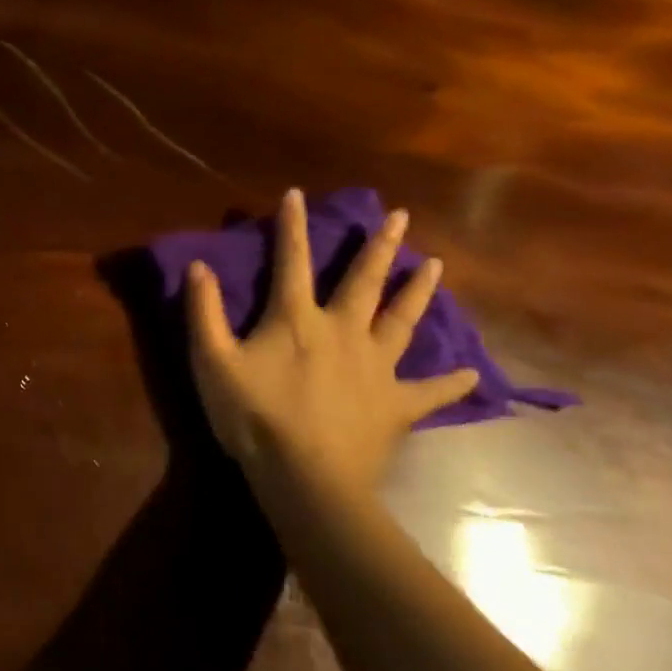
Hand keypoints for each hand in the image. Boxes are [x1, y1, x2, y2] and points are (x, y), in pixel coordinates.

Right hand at [184, 188, 478, 497]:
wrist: (305, 477)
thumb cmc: (253, 415)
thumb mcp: (212, 361)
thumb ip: (204, 311)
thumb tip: (198, 266)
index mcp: (297, 319)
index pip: (292, 261)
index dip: (292, 226)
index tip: (297, 194)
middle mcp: (343, 331)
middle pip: (364, 281)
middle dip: (380, 246)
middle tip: (400, 217)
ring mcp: (376, 368)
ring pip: (401, 321)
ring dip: (418, 292)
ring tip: (437, 266)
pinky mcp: (396, 405)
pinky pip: (429, 391)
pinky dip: (451, 382)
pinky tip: (473, 374)